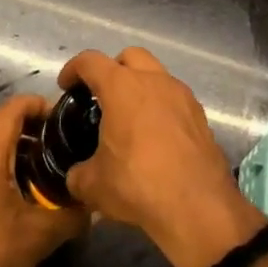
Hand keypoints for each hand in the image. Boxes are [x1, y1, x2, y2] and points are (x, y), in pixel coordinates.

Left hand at [0, 94, 86, 266]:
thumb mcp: (41, 235)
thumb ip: (72, 216)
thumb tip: (94, 206)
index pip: (12, 109)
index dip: (38, 105)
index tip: (62, 117)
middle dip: (25, 120)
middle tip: (54, 137)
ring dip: (8, 139)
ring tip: (37, 159)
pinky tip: (13, 184)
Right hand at [59, 48, 264, 266]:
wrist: (199, 209)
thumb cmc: (138, 185)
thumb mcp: (93, 185)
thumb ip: (78, 173)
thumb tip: (76, 175)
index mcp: (121, 87)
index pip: (90, 61)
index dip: (73, 70)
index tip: (66, 87)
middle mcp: (154, 81)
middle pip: (129, 57)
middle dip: (112, 69)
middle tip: (101, 96)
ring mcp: (183, 97)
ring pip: (157, 76)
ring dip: (140, 87)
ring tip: (129, 118)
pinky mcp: (201, 118)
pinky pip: (175, 100)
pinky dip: (161, 108)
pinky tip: (155, 138)